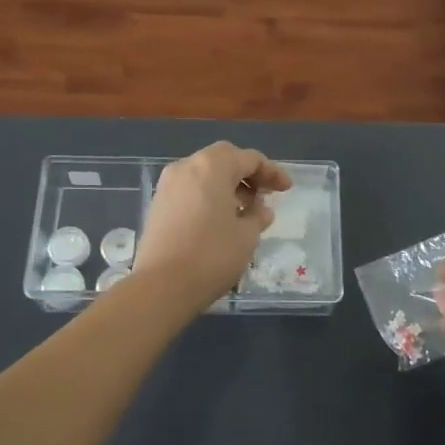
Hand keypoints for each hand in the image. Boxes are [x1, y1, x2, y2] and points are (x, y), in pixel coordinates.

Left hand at [133, 142, 291, 312]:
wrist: (161, 286)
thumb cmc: (211, 255)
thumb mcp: (247, 236)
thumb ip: (257, 216)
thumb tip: (260, 209)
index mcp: (212, 166)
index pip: (249, 158)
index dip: (272, 172)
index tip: (287, 189)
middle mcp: (186, 167)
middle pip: (223, 159)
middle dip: (247, 173)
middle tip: (264, 194)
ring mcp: (168, 185)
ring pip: (204, 174)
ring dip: (227, 185)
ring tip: (245, 210)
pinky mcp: (158, 205)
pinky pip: (190, 189)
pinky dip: (209, 196)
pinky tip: (220, 219)